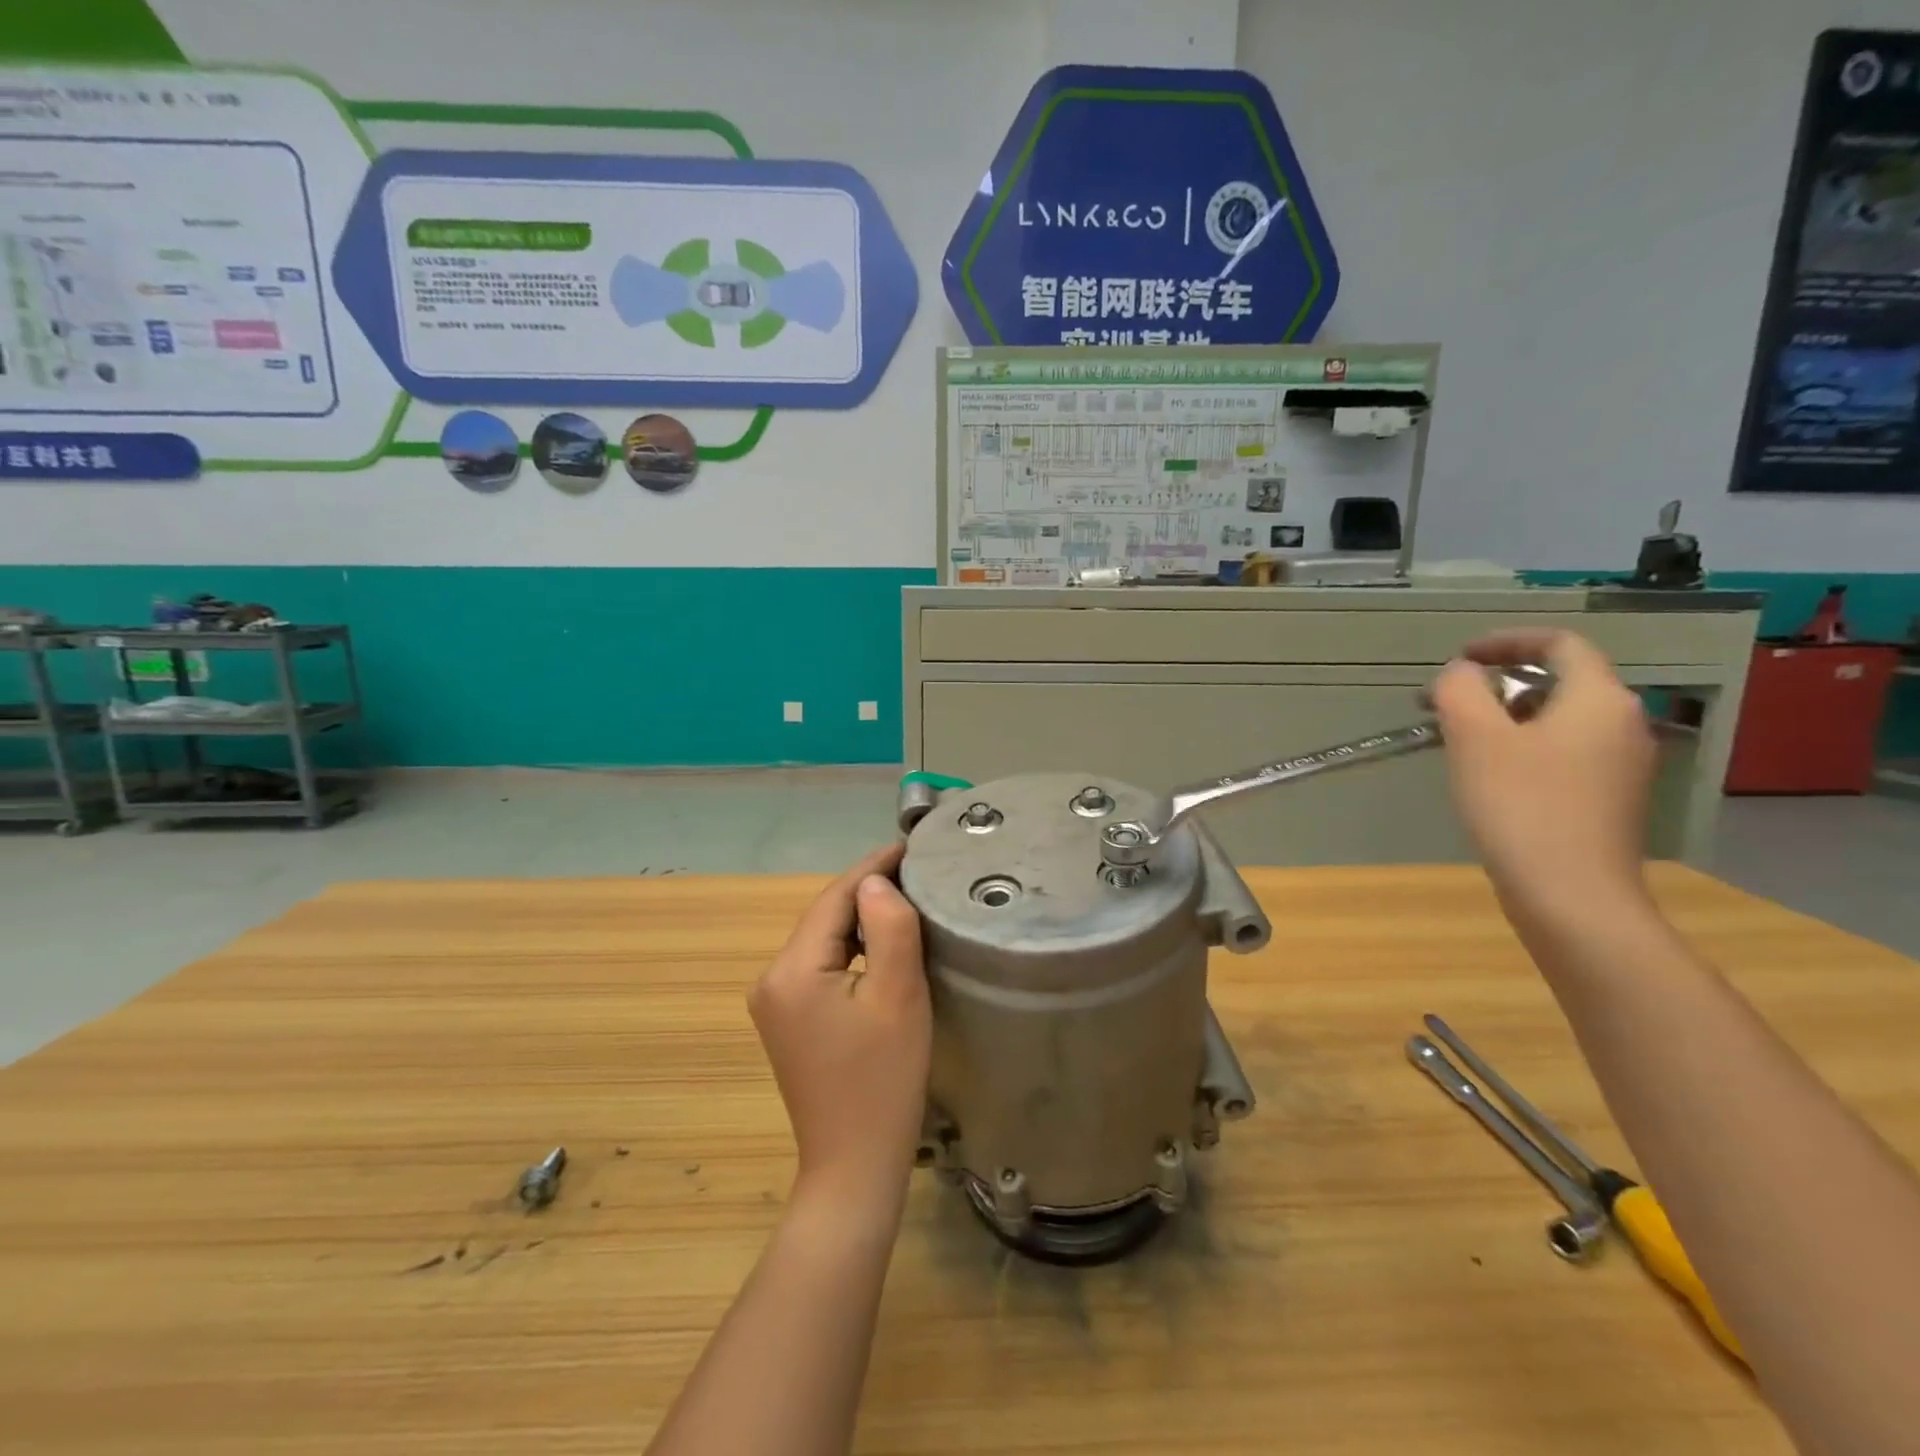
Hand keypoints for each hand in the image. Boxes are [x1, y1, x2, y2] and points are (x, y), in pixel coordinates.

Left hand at [749, 843, 930, 1211]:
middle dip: (868, 890)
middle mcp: (772, 979)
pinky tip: (882, 943)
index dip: (874, 867)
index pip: (834, 898)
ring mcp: (776, 1002)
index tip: (911, 845)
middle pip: (826, 916)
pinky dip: (852, 947)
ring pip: (825, 939)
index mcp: (792, 970)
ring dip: (862, 917)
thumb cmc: (883, 1081)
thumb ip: (889, 928)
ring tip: (908, 897)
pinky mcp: (789, 1020)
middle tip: (918, 870)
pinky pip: (822, 965)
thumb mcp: (898, 997)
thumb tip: (876, 882)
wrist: (854, 1166)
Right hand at [1431, 630, 1657, 926]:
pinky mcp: (1609, 798)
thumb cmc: (1521, 806)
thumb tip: (1462, 673)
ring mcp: (1621, 765)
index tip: (1459, 658)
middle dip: (1497, 684)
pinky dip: (1523, 747)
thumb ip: (1461, 690)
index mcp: (1598, 699)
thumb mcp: (1474, 738)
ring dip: (1505, 717)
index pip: (1559, 643)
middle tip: (1445, 704)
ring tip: (1457, 739)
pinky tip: (1488, 775)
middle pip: (1558, 681)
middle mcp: (1622, 723)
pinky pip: (1563, 752)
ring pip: (1558, 719)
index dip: (1506, 640)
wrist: (1571, 896)